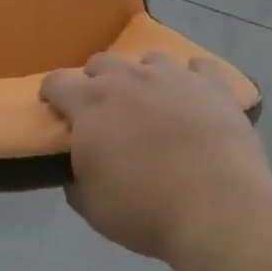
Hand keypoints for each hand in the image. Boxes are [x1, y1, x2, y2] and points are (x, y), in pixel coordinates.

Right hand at [41, 52, 271, 263]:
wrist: (219, 209)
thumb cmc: (146, 210)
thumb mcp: (92, 207)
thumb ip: (76, 179)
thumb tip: (76, 168)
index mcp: (90, 104)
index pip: (57, 81)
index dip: (52, 94)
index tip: (55, 108)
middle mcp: (128, 78)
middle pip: (101, 62)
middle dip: (97, 81)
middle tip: (106, 111)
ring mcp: (173, 76)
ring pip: (150, 60)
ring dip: (144, 77)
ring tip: (153, 103)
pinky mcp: (213, 85)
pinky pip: (200, 68)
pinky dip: (194, 78)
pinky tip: (195, 96)